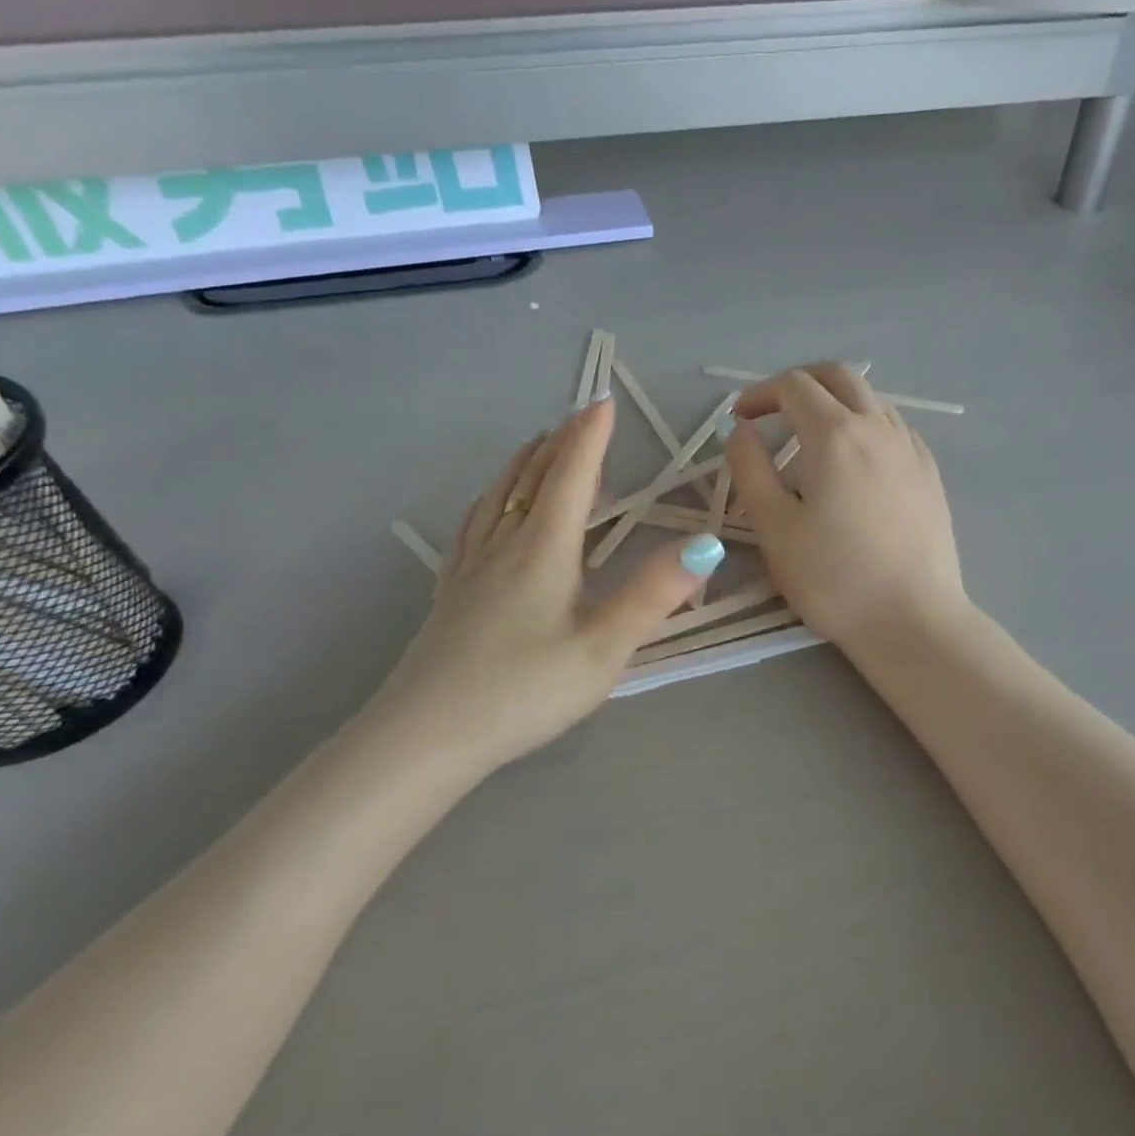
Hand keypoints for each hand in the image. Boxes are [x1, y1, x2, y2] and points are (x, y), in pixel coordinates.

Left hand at [370, 398, 723, 778]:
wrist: (427, 734)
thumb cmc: (524, 691)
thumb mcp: (603, 648)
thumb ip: (653, 594)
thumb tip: (707, 545)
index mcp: (543, 550)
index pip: (571, 477)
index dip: (589, 437)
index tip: (604, 401)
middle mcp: (504, 545)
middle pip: (532, 478)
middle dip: (560, 443)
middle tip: (580, 416)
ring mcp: (471, 567)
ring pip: (498, 497)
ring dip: (523, 464)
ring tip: (537, 445)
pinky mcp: (451, 592)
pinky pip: (472, 525)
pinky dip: (489, 499)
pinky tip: (486, 507)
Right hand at [724, 364, 968, 657]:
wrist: (912, 621)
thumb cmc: (834, 579)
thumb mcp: (774, 528)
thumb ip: (749, 469)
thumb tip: (741, 430)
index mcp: (836, 435)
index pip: (794, 386)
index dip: (759, 394)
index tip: (738, 419)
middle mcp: (879, 428)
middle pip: (838, 377)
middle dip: (799, 385)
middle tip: (773, 415)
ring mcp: (911, 449)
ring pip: (870, 400)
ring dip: (834, 405)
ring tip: (811, 443)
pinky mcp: (930, 474)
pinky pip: (893, 429)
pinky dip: (864, 428)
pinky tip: (855, 467)